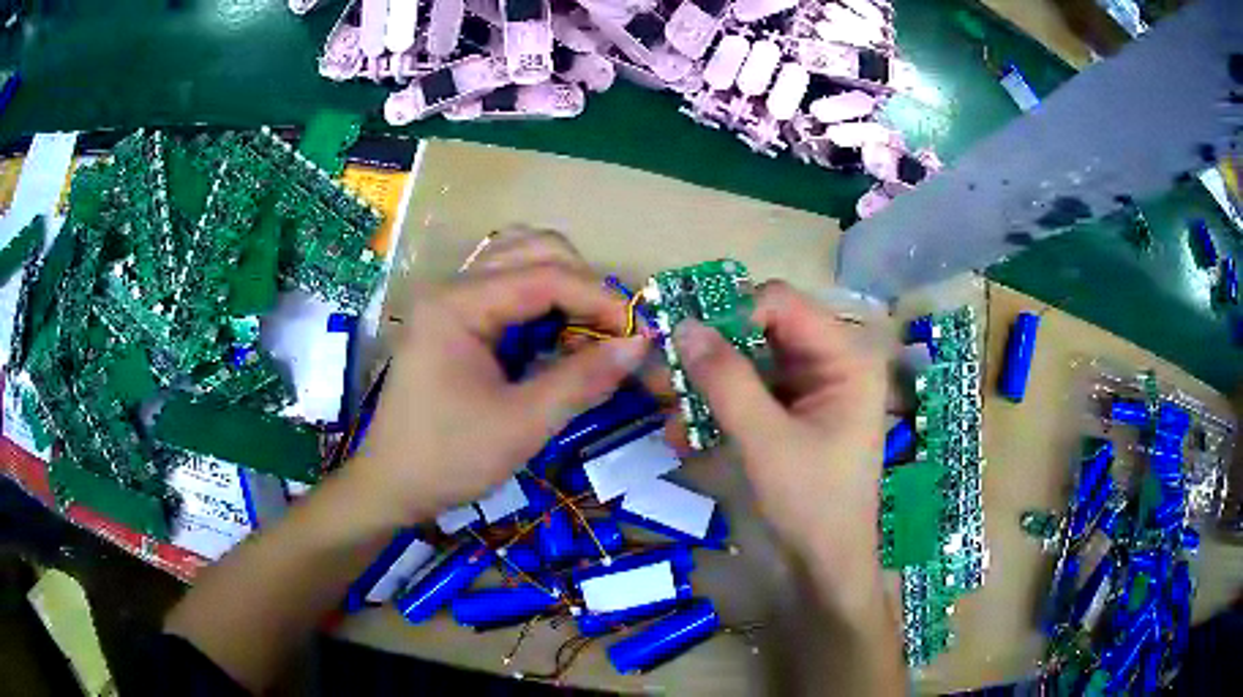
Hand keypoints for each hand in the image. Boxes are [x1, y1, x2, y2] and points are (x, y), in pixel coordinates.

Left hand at [347, 262, 648, 528]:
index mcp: (458, 304)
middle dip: (582, 283)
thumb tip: (639, 345)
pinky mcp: (453, 319)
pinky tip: (556, 334)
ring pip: (519, 261)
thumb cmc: (449, 457)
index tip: (639, 333)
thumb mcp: (521, 424)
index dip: (599, 299)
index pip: (545, 276)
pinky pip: (506, 287)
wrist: (393, 485)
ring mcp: (450, 300)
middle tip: (612, 330)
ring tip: (587, 327)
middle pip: (532, 250)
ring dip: (562, 284)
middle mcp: (452, 287)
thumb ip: (582, 379)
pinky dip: (541, 300)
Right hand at [672, 281, 891, 616]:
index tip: (688, 342)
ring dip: (708, 382)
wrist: (825, 565)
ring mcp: (813, 386)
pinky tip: (686, 434)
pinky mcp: (794, 410)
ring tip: (670, 412)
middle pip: (763, 328)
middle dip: (713, 350)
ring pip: (750, 360)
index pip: (781, 302)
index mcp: (846, 356)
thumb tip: (683, 324)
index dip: (732, 313)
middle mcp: (833, 360)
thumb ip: (725, 379)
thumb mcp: (764, 440)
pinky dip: (718, 406)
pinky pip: (750, 390)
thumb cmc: (810, 503)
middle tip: (667, 371)